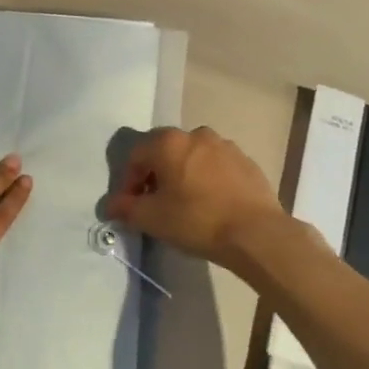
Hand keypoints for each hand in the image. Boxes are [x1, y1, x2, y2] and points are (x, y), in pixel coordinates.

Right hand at [105, 125, 285, 274]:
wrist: (257, 234)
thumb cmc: (197, 220)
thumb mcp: (152, 218)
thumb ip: (126, 208)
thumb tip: (111, 205)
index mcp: (169, 142)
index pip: (136, 156)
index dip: (127, 182)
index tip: (129, 207)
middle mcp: (196, 134)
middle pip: (164, 151)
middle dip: (154, 175)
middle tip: (154, 203)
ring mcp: (225, 146)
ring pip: (192, 157)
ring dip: (182, 175)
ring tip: (184, 204)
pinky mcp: (247, 162)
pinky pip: (217, 167)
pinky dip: (207, 180)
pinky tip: (210, 204)